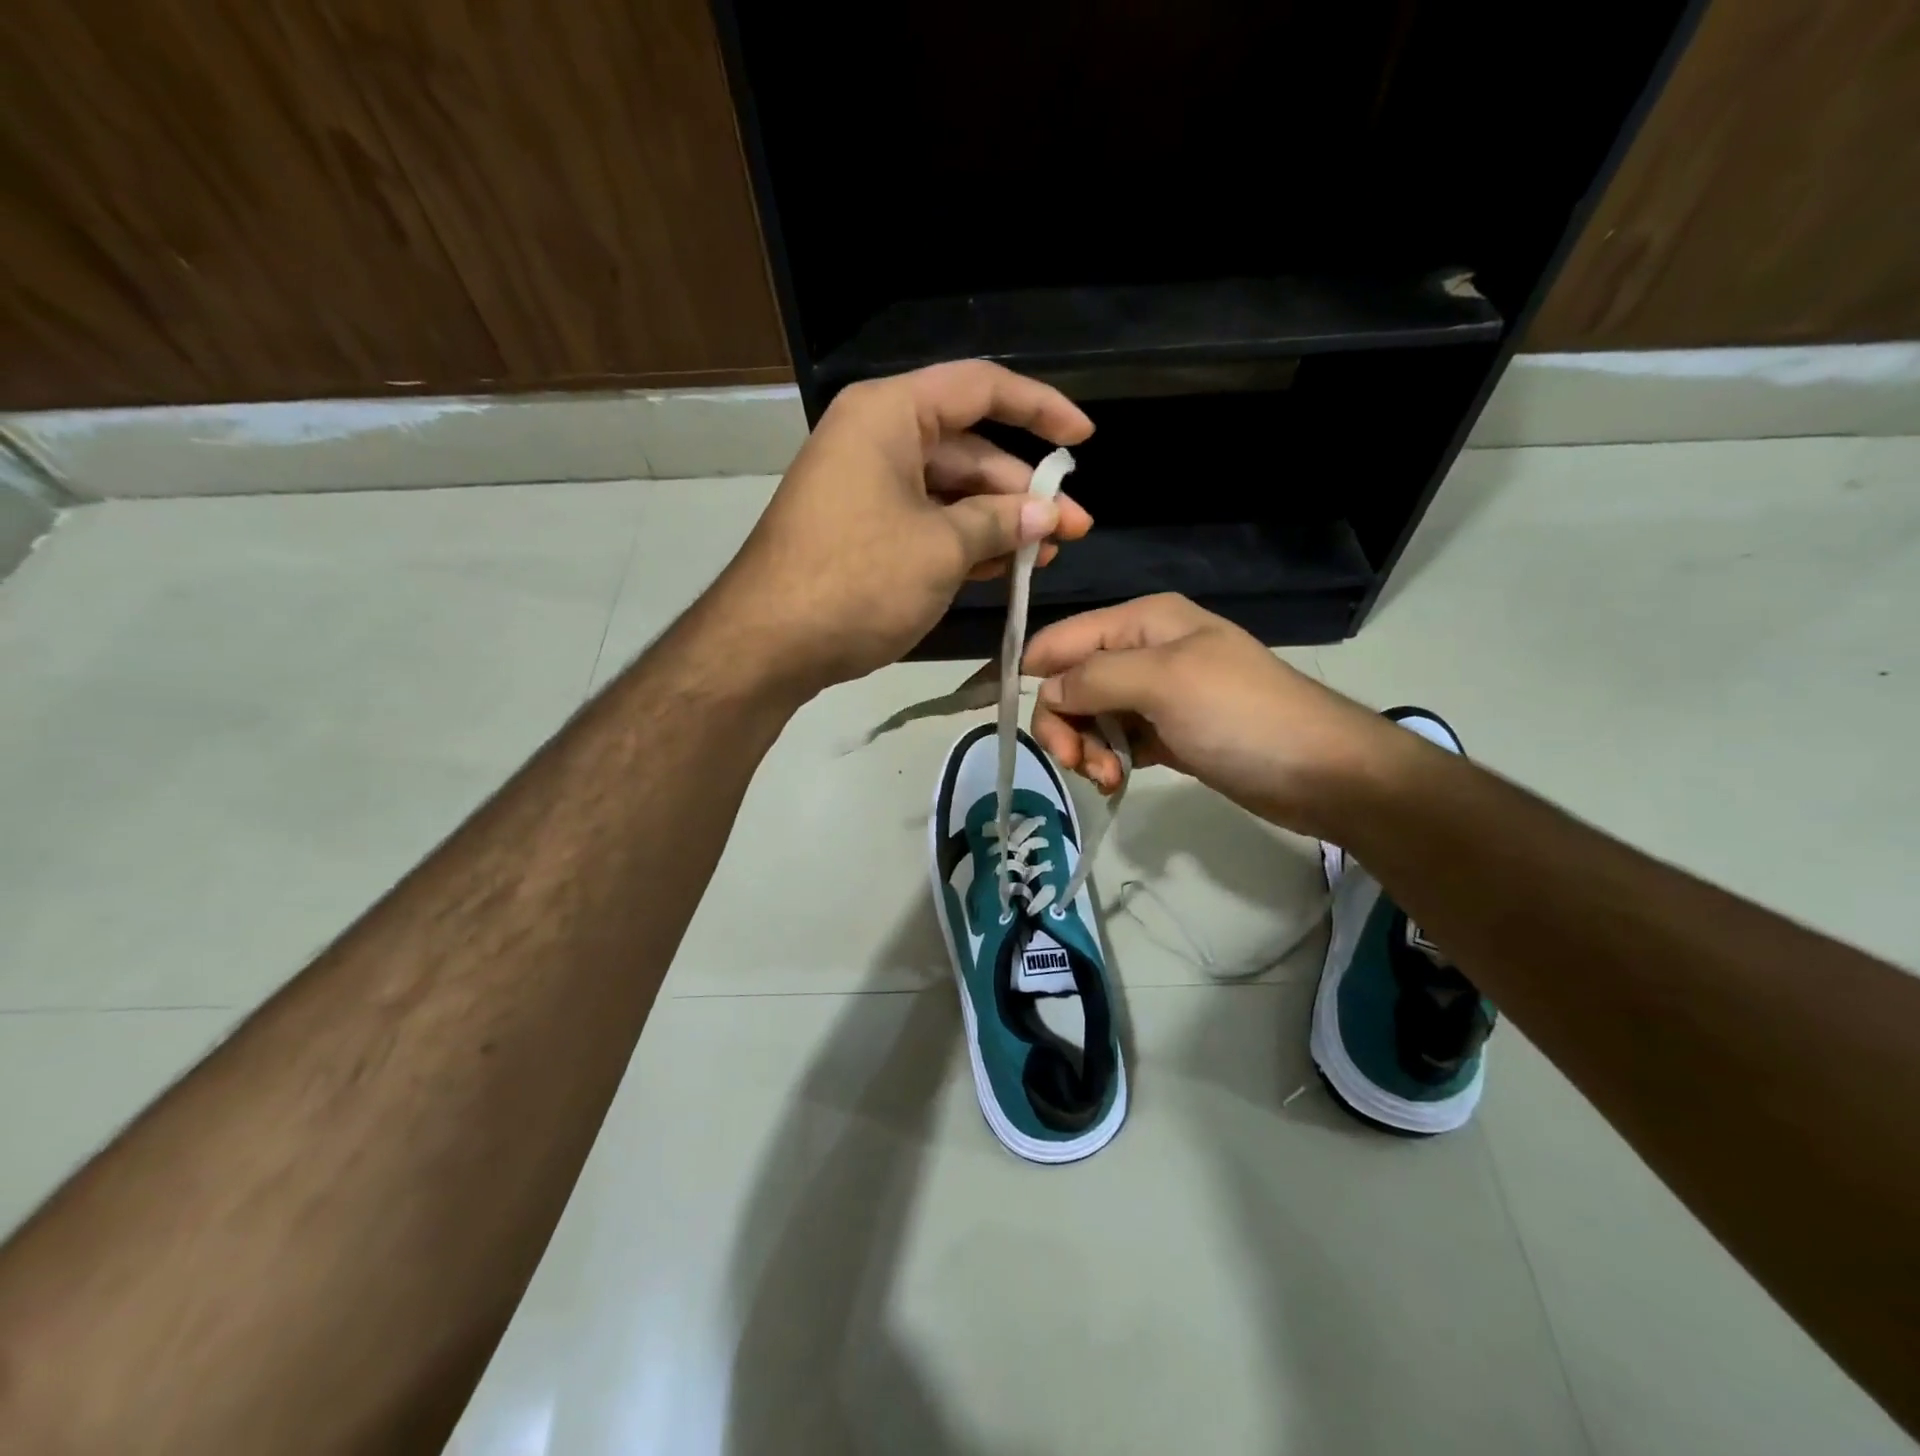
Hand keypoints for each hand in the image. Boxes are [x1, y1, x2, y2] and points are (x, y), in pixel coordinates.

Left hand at [707, 361, 1093, 693]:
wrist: (768, 644)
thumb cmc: (857, 580)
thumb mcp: (941, 549)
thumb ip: (999, 523)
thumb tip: (1045, 515)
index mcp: (890, 415)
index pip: (980, 389)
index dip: (1039, 409)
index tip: (1084, 439)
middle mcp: (876, 439)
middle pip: (968, 449)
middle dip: (1022, 491)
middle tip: (1071, 529)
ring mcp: (866, 487)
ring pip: (949, 492)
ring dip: (997, 522)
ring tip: (1045, 554)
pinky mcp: (861, 530)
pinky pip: (924, 522)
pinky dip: (962, 542)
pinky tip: (1001, 567)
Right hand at [1025, 594, 1401, 836]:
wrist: (1323, 773)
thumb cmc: (1242, 715)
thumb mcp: (1164, 682)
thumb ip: (1095, 677)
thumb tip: (1046, 688)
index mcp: (1142, 622)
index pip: (1062, 639)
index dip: (1033, 674)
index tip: (1013, 720)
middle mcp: (1143, 651)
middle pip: (1070, 681)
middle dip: (1064, 722)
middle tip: (1078, 763)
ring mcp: (1156, 694)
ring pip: (1089, 715)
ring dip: (1085, 747)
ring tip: (1108, 777)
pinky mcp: (1167, 732)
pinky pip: (1115, 740)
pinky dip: (1107, 759)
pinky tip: (1118, 779)